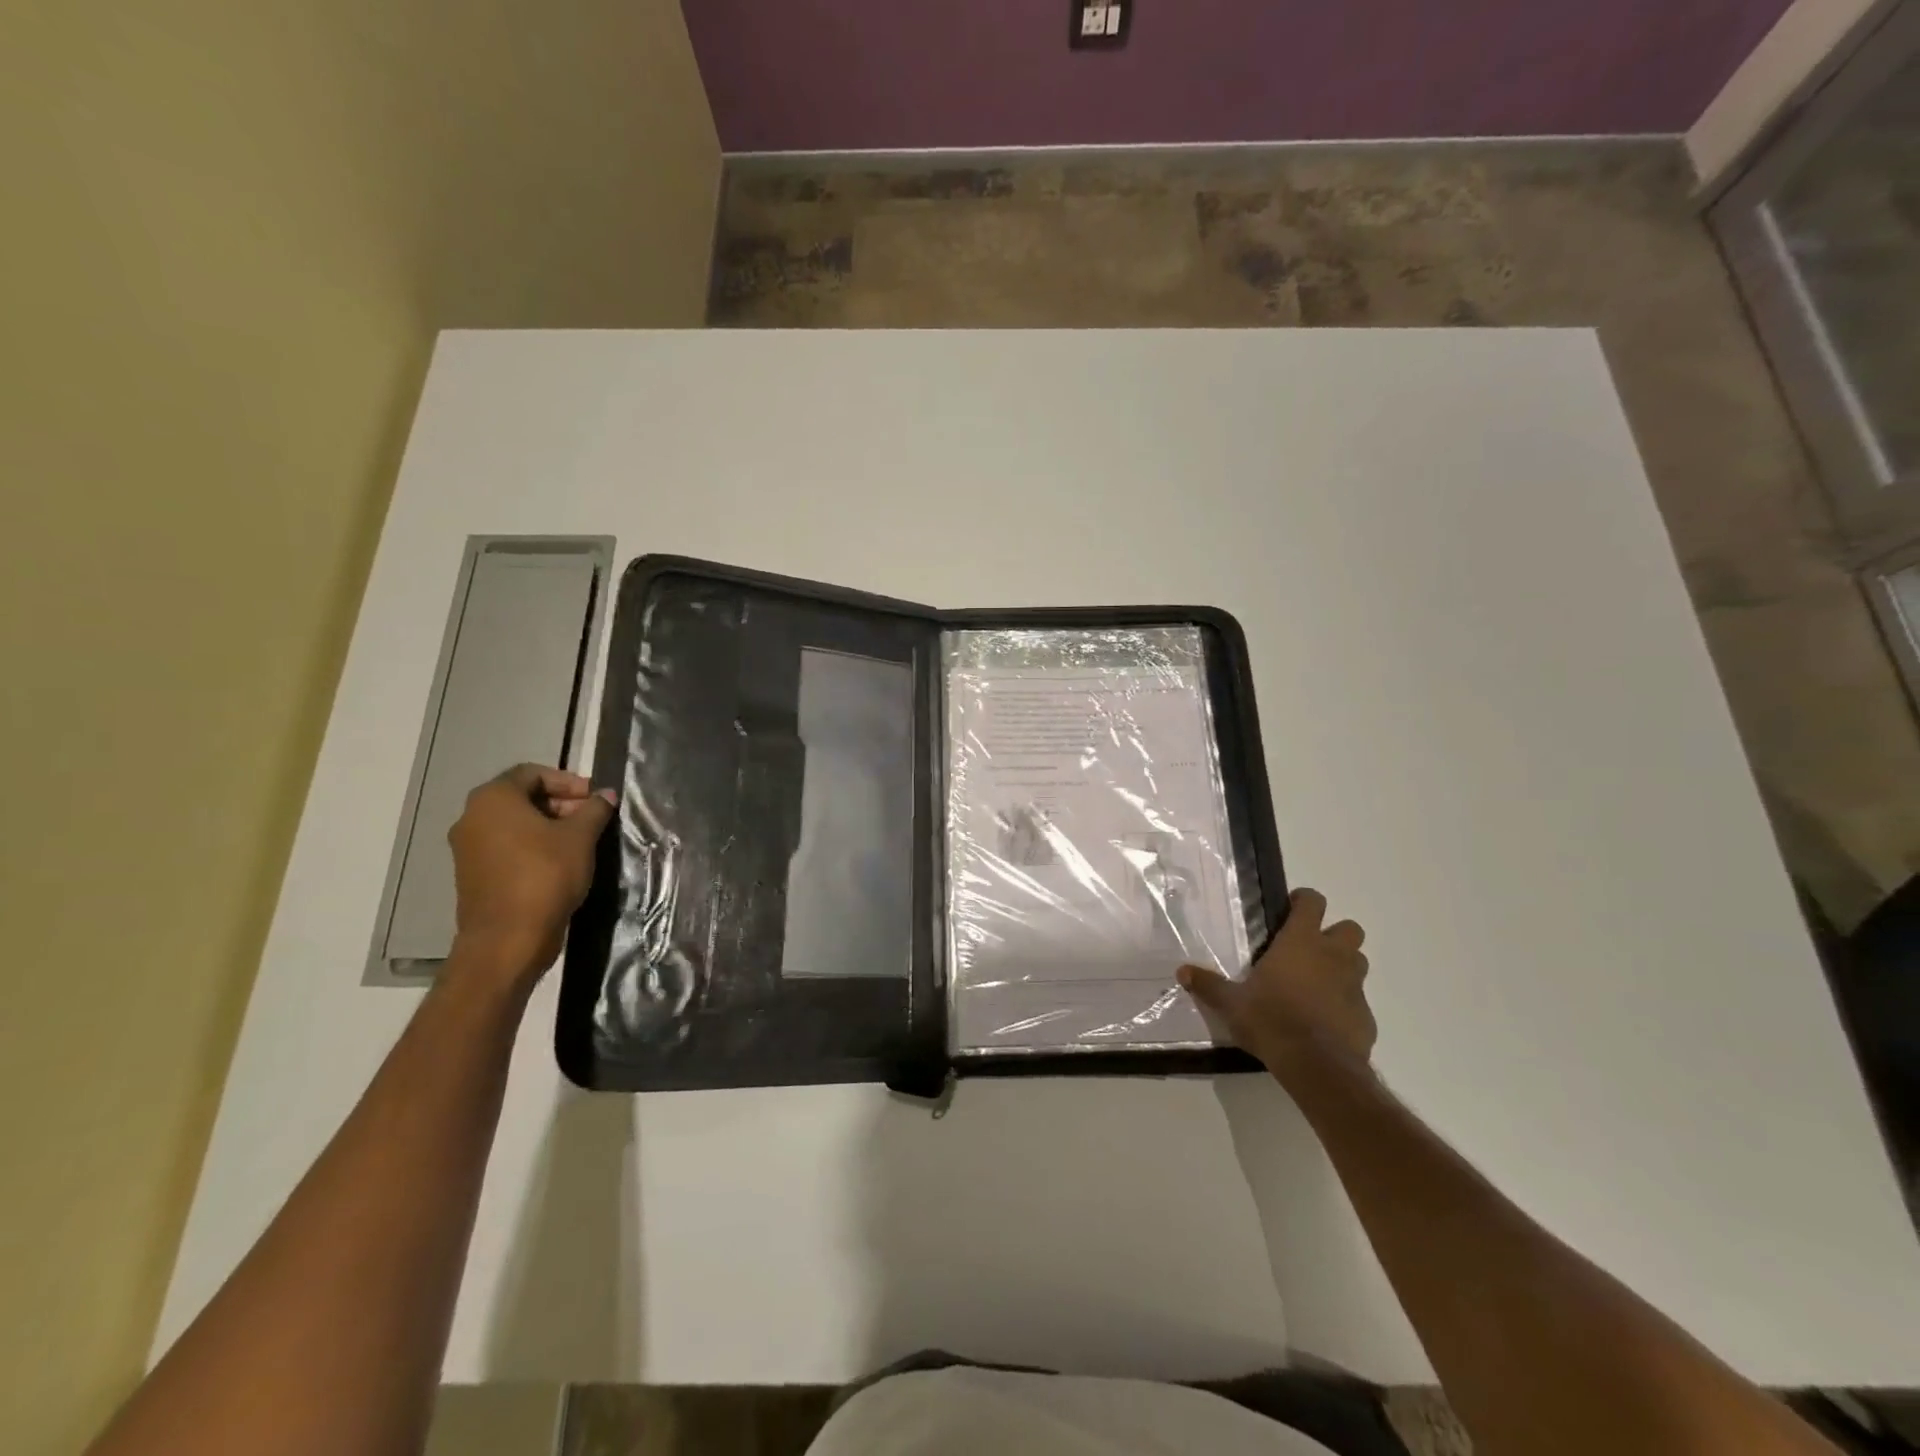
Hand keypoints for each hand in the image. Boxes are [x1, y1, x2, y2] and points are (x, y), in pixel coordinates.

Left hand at [448, 764, 615, 986]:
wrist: (508, 938)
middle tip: (592, 818)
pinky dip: (533, 846)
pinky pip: (507, 847)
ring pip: (514, 824)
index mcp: (493, 799)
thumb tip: (605, 795)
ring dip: (549, 826)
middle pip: (522, 797)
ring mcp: (468, 848)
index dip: (568, 781)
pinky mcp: (473, 874)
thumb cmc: (545, 875)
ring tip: (582, 841)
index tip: (594, 798)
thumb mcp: (581, 837)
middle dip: (560, 803)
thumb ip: (595, 810)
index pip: (532, 773)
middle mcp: (472, 817)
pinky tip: (561, 862)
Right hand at [1179, 888, 1375, 1074]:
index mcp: (1300, 943)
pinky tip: (1325, 1021)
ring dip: (1343, 966)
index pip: (1313, 902)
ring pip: (1358, 962)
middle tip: (1308, 949)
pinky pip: (1358, 1001)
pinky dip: (1345, 1005)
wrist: (1317, 1066)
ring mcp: (1354, 987)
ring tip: (1317, 983)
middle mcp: (1333, 957)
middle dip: (1334, 934)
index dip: (1304, 901)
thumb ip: (1209, 985)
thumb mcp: (1232, 1003)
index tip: (1290, 910)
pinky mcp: (1366, 1017)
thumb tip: (1181, 971)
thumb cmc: (1271, 1020)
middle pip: (1350, 929)